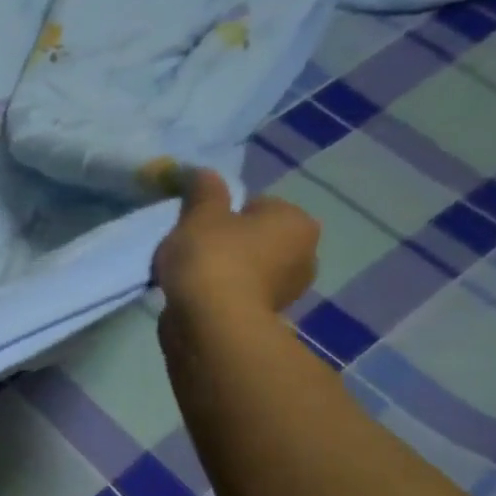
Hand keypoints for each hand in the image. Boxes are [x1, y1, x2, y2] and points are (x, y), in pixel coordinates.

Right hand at [153, 168, 319, 319]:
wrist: (212, 323)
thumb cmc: (212, 258)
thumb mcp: (199, 215)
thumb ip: (203, 191)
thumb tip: (204, 173)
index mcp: (296, 221)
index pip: (257, 205)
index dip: (224, 213)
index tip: (198, 226)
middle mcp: (305, 254)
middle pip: (257, 238)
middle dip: (230, 243)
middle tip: (193, 250)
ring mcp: (289, 291)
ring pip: (249, 269)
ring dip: (225, 271)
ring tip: (190, 277)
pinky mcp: (268, 318)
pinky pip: (240, 295)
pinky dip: (223, 295)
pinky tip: (197, 298)